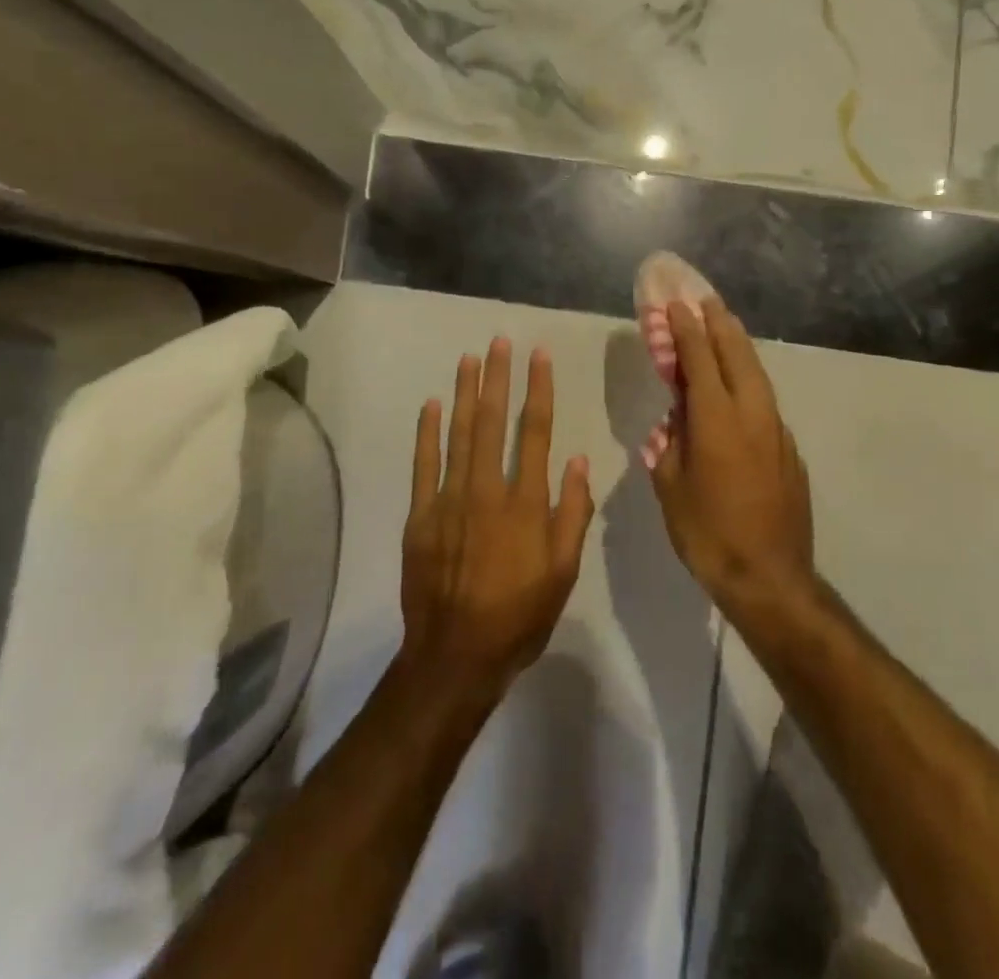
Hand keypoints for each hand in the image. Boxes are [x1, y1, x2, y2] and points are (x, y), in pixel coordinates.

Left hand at [401, 338, 594, 704]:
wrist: (455, 656)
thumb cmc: (519, 616)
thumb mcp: (563, 572)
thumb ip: (572, 514)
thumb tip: (577, 461)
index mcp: (526, 503)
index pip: (535, 432)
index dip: (537, 390)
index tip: (537, 357)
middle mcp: (487, 490)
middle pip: (493, 422)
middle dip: (497, 378)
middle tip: (499, 342)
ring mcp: (449, 500)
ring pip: (458, 434)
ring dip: (464, 393)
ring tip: (469, 359)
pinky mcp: (421, 516)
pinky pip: (423, 465)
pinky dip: (426, 433)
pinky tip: (431, 405)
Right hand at [651, 299, 815, 619]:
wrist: (771, 579)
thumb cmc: (709, 535)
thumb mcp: (672, 488)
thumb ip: (670, 446)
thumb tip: (674, 423)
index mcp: (717, 422)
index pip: (700, 361)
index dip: (687, 330)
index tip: (677, 305)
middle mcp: (752, 415)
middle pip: (737, 356)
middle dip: (720, 324)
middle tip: (706, 301)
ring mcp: (777, 431)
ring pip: (757, 375)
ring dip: (739, 346)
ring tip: (725, 327)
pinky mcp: (789, 450)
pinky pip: (766, 400)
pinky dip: (749, 379)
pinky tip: (740, 384)